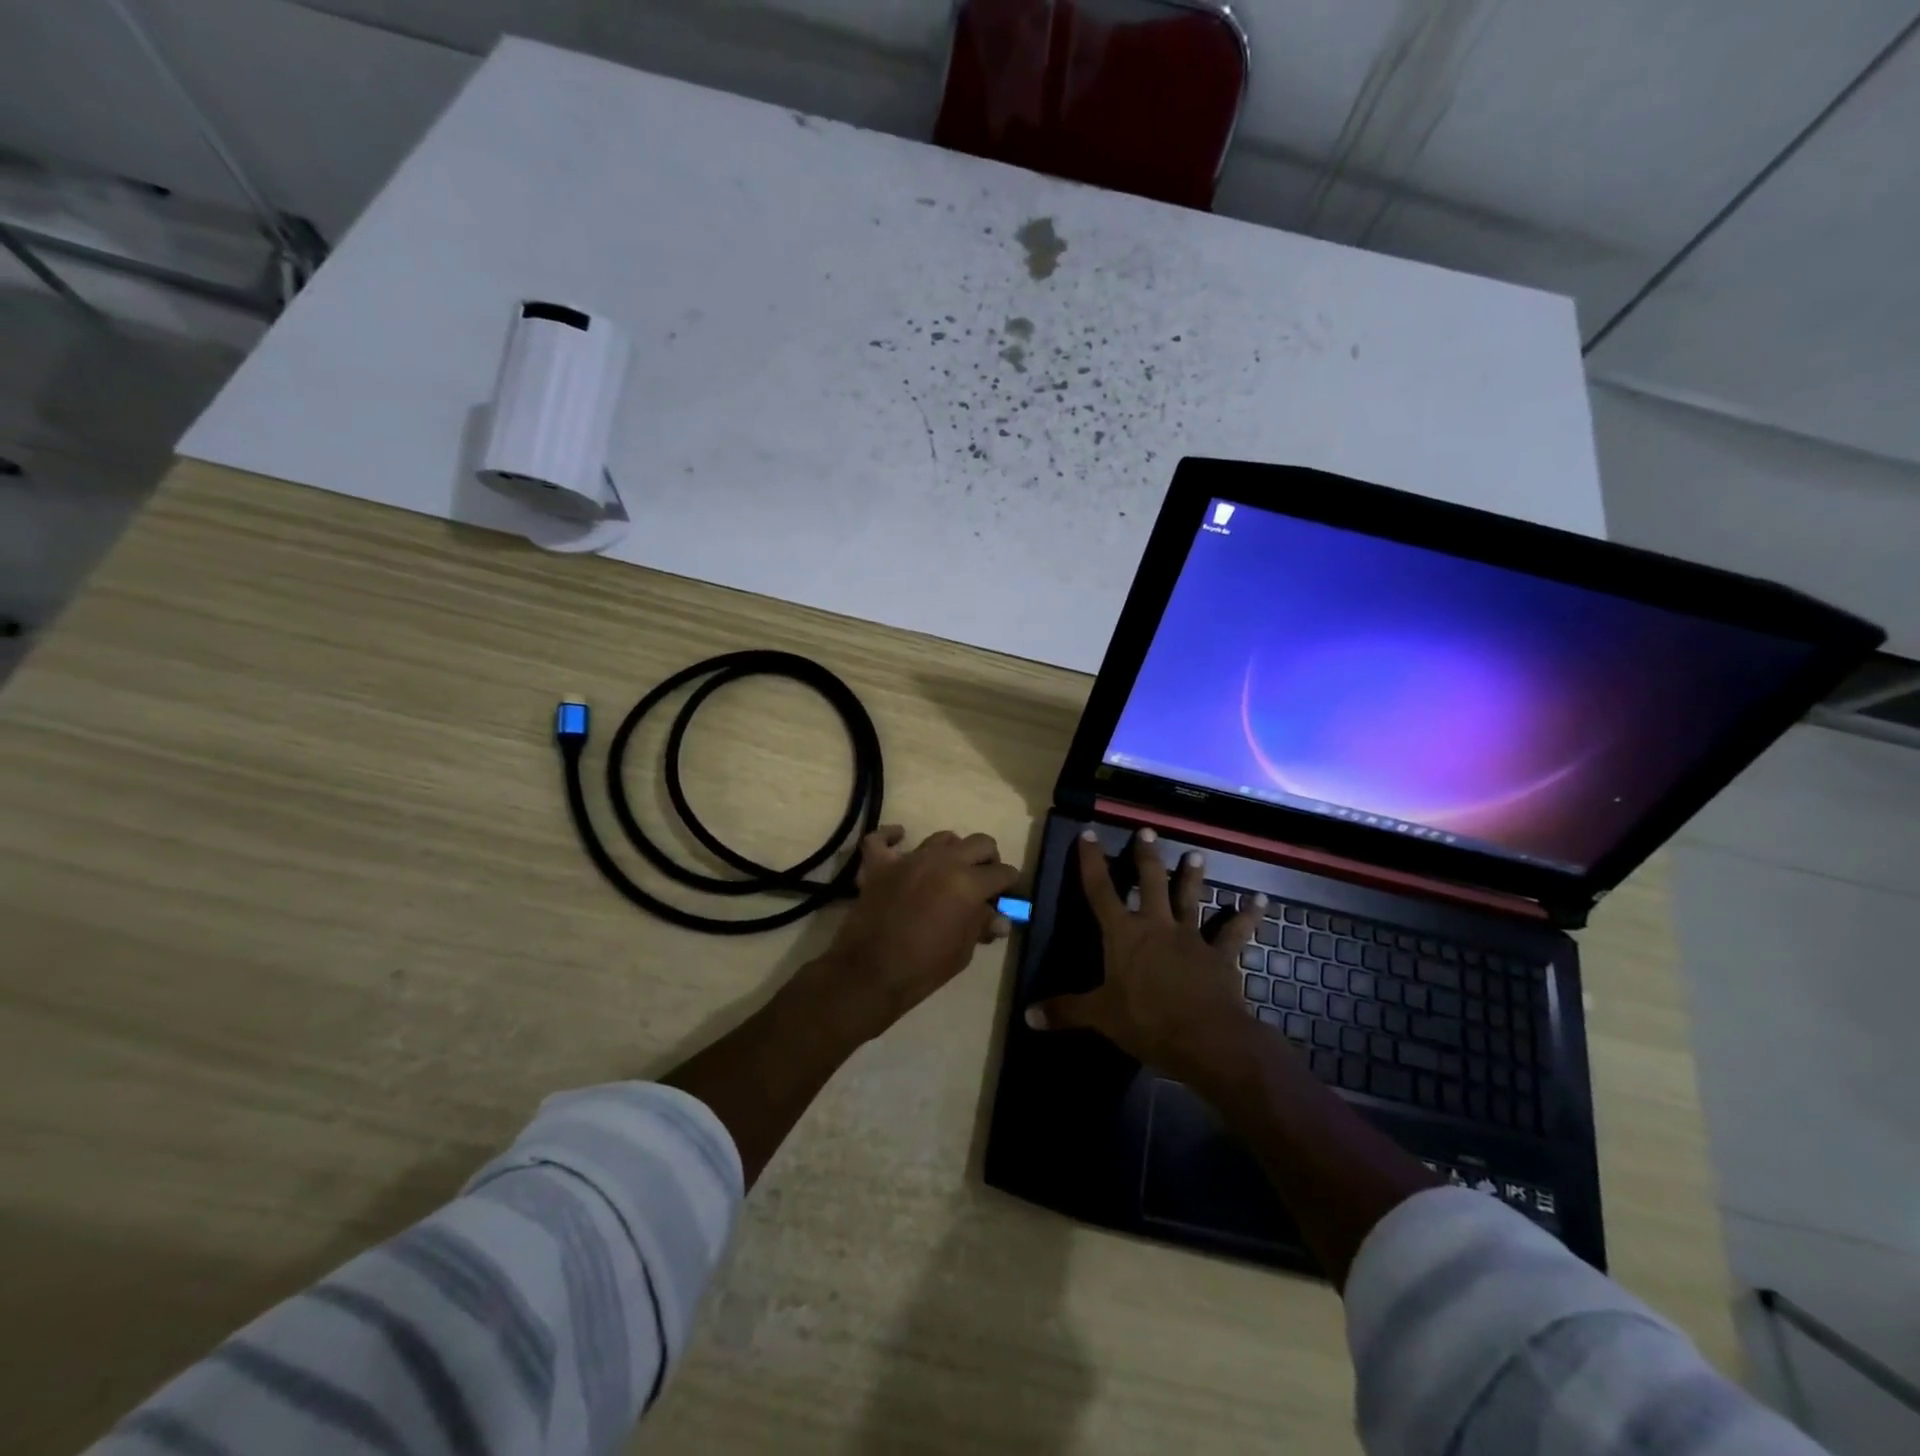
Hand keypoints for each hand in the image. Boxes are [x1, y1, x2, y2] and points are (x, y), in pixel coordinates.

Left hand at [805, 825, 1019, 1042]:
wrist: (870, 973)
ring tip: (950, 868)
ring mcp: (909, 860)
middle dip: (988, 859)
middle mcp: (942, 862)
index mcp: (968, 884)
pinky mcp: (879, 865)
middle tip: (985, 878)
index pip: (1001, 873)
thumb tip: (999, 918)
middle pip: (979, 843)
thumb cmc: (924, 968)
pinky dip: (890, 837)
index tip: (1008, 892)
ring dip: (952, 850)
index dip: (1009, 883)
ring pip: (941, 838)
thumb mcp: (962, 951)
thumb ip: (980, 925)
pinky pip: (881, 839)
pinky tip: (899, 839)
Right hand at [1027, 828, 1266, 1086]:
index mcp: (1124, 935)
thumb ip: (1065, 1011)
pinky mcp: (1220, 956)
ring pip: (1190, 898)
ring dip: (1193, 876)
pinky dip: (1247, 916)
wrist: (1206, 1038)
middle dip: (1146, 857)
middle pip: (1150, 883)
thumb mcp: (1100, 1017)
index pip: (1100, 890)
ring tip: (1196, 854)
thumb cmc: (1147, 1022)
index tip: (1089, 833)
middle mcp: (1156, 926)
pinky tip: (1259, 900)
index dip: (1092, 861)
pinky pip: (1235, 932)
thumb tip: (1028, 1016)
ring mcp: (1191, 938)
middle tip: (1147, 831)